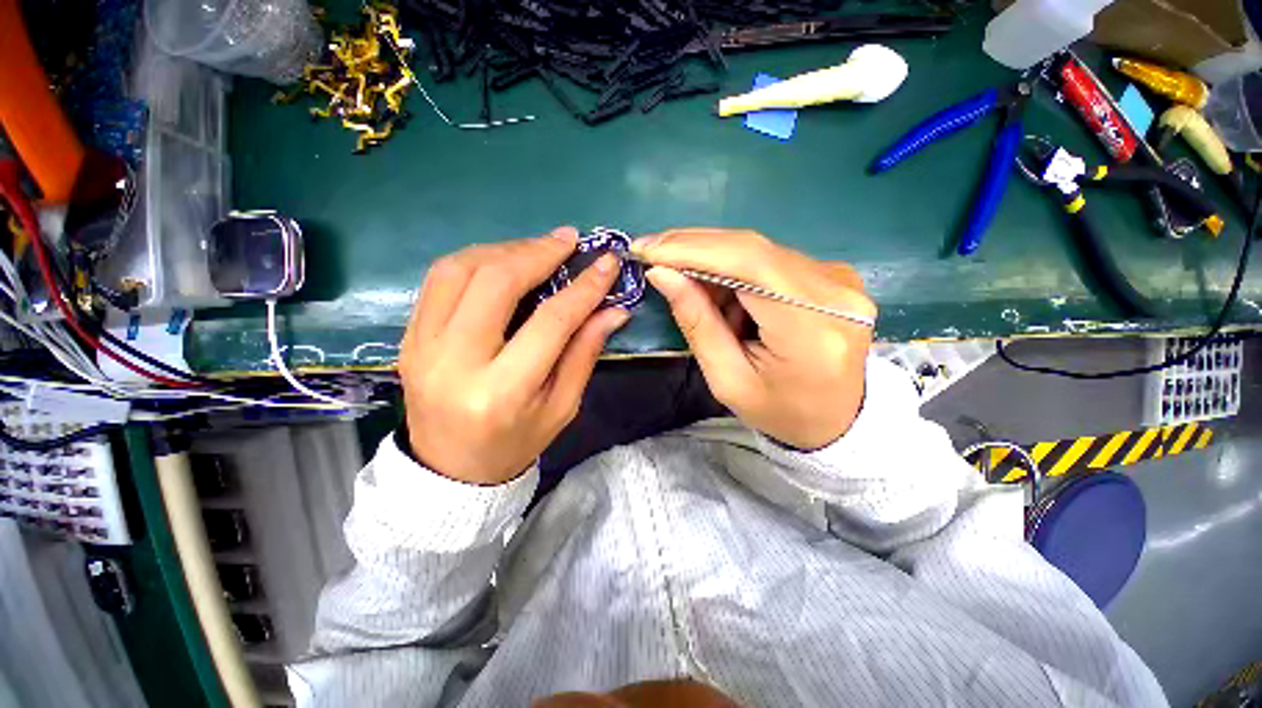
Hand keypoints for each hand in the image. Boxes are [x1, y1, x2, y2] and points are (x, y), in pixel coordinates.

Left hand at [399, 227, 628, 484]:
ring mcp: (421, 345)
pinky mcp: (409, 336)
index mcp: (502, 392)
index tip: (607, 263)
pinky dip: (476, 259)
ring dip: (505, 249)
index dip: (583, 288)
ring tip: (538, 248)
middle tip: (568, 240)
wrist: (450, 468)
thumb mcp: (562, 406)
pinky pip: (439, 279)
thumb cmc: (515, 442)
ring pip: (459, 269)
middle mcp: (454, 362)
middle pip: (496, 283)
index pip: (550, 322)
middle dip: (537, 252)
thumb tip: (613, 309)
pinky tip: (503, 261)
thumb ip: (585, 353)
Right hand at [633, 229, 875, 449]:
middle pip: (752, 249)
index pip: (748, 265)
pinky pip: (770, 259)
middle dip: (693, 247)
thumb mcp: (728, 379)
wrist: (837, 419)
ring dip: (711, 260)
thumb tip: (662, 273)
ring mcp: (839, 278)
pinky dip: (734, 269)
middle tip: (651, 251)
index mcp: (811, 330)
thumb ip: (697, 322)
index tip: (647, 248)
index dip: (693, 249)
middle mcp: (835, 293)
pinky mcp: (833, 274)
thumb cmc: (779, 411)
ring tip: (683, 280)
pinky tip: (718, 290)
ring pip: (758, 250)